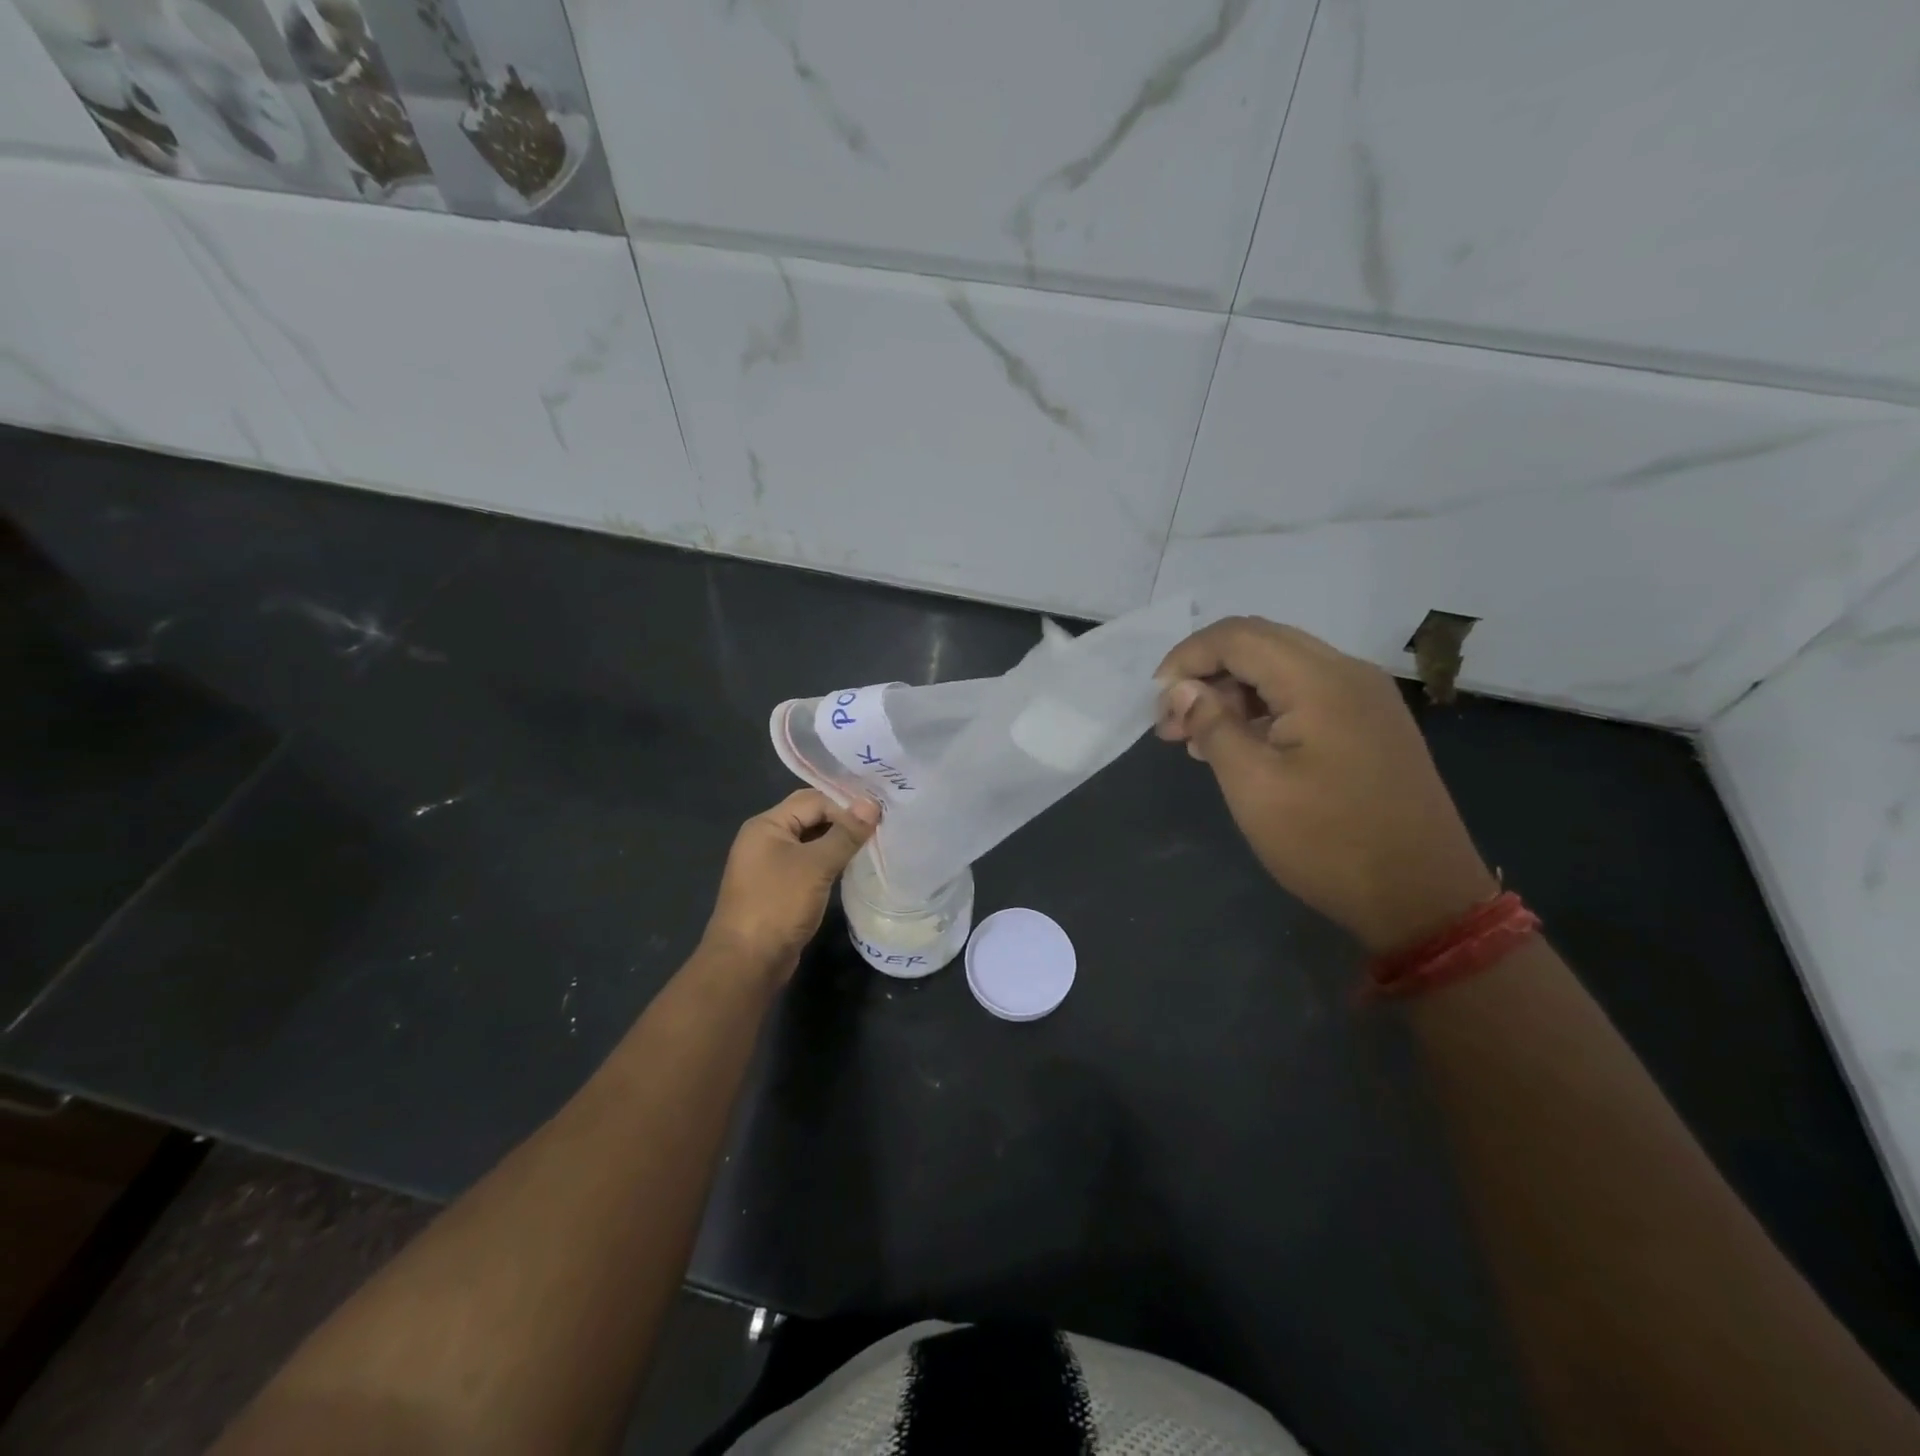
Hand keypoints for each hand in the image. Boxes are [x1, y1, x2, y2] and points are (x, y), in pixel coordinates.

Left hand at [700, 790, 879, 983]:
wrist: (747, 962)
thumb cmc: (778, 905)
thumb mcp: (816, 866)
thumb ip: (845, 833)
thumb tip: (872, 803)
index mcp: (766, 825)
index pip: (813, 800)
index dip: (845, 805)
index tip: (878, 817)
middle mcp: (765, 839)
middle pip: (810, 818)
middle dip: (843, 821)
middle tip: (880, 827)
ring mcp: (770, 865)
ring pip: (811, 842)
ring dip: (838, 843)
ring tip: (872, 845)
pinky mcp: (778, 888)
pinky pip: (808, 864)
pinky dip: (829, 862)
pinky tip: (852, 868)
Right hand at [1156, 617, 1497, 953]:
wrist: (1423, 898)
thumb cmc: (1328, 842)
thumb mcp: (1254, 786)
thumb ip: (1212, 727)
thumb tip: (1182, 690)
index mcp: (1321, 681)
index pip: (1238, 636)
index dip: (1187, 657)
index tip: (1156, 701)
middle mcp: (1348, 673)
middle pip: (1260, 644)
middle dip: (1206, 674)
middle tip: (1171, 723)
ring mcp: (1365, 698)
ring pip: (1282, 669)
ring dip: (1233, 693)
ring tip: (1195, 739)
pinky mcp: (1371, 724)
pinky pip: (1305, 694)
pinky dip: (1263, 709)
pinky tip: (1238, 746)